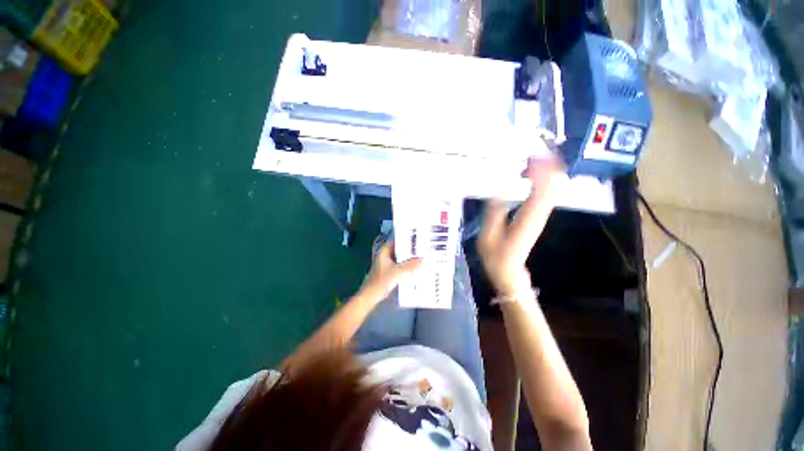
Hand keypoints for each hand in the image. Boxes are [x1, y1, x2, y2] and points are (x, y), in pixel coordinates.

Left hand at [361, 241, 422, 301]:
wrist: (371, 296)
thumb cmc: (382, 281)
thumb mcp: (398, 272)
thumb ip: (411, 265)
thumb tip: (423, 259)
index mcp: (384, 251)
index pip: (396, 241)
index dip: (406, 240)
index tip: (417, 240)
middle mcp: (384, 256)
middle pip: (398, 250)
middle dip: (409, 251)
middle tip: (422, 250)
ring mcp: (385, 264)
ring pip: (399, 259)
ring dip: (407, 259)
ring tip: (420, 258)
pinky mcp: (387, 272)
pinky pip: (398, 266)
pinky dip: (405, 266)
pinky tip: (413, 269)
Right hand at [478, 156, 561, 296]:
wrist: (509, 271)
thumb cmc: (495, 256)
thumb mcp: (487, 236)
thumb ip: (493, 213)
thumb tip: (498, 190)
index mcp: (527, 220)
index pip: (541, 193)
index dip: (541, 173)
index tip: (532, 156)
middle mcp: (539, 214)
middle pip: (552, 186)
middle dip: (546, 165)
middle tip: (530, 150)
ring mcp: (541, 214)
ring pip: (551, 187)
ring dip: (544, 170)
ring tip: (528, 157)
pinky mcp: (538, 214)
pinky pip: (544, 192)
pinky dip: (540, 179)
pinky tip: (528, 173)